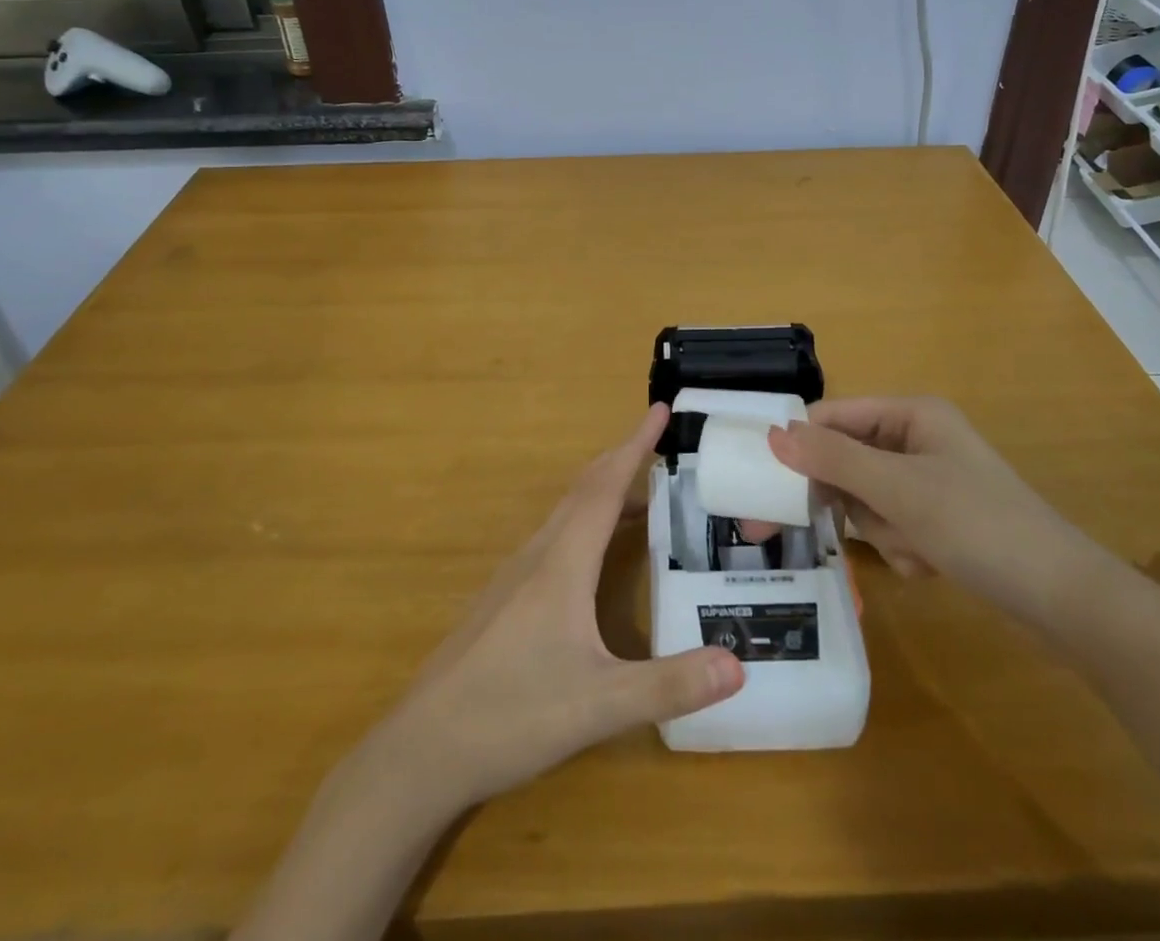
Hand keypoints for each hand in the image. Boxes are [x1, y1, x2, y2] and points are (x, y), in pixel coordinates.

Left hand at [378, 405, 743, 809]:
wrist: (422, 750)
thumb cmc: (510, 715)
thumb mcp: (598, 705)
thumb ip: (668, 686)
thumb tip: (738, 664)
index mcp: (562, 562)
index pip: (605, 486)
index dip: (635, 445)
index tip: (660, 409)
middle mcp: (538, 555)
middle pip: (584, 490)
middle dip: (623, 459)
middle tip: (661, 444)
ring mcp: (515, 576)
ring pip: (566, 514)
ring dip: (604, 492)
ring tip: (643, 497)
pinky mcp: (504, 600)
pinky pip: (554, 539)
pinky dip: (585, 523)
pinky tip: (595, 556)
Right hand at [769, 396, 1118, 629]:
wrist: (1064, 599)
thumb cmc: (978, 526)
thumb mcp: (898, 490)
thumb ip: (832, 460)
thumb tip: (773, 435)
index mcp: (911, 414)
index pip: (833, 417)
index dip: (801, 446)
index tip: (767, 484)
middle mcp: (918, 438)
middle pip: (847, 460)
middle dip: (851, 501)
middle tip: (825, 530)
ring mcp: (929, 479)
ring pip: (867, 498)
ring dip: (880, 529)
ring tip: (913, 549)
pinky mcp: (939, 516)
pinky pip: (892, 523)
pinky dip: (901, 546)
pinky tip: (928, 563)